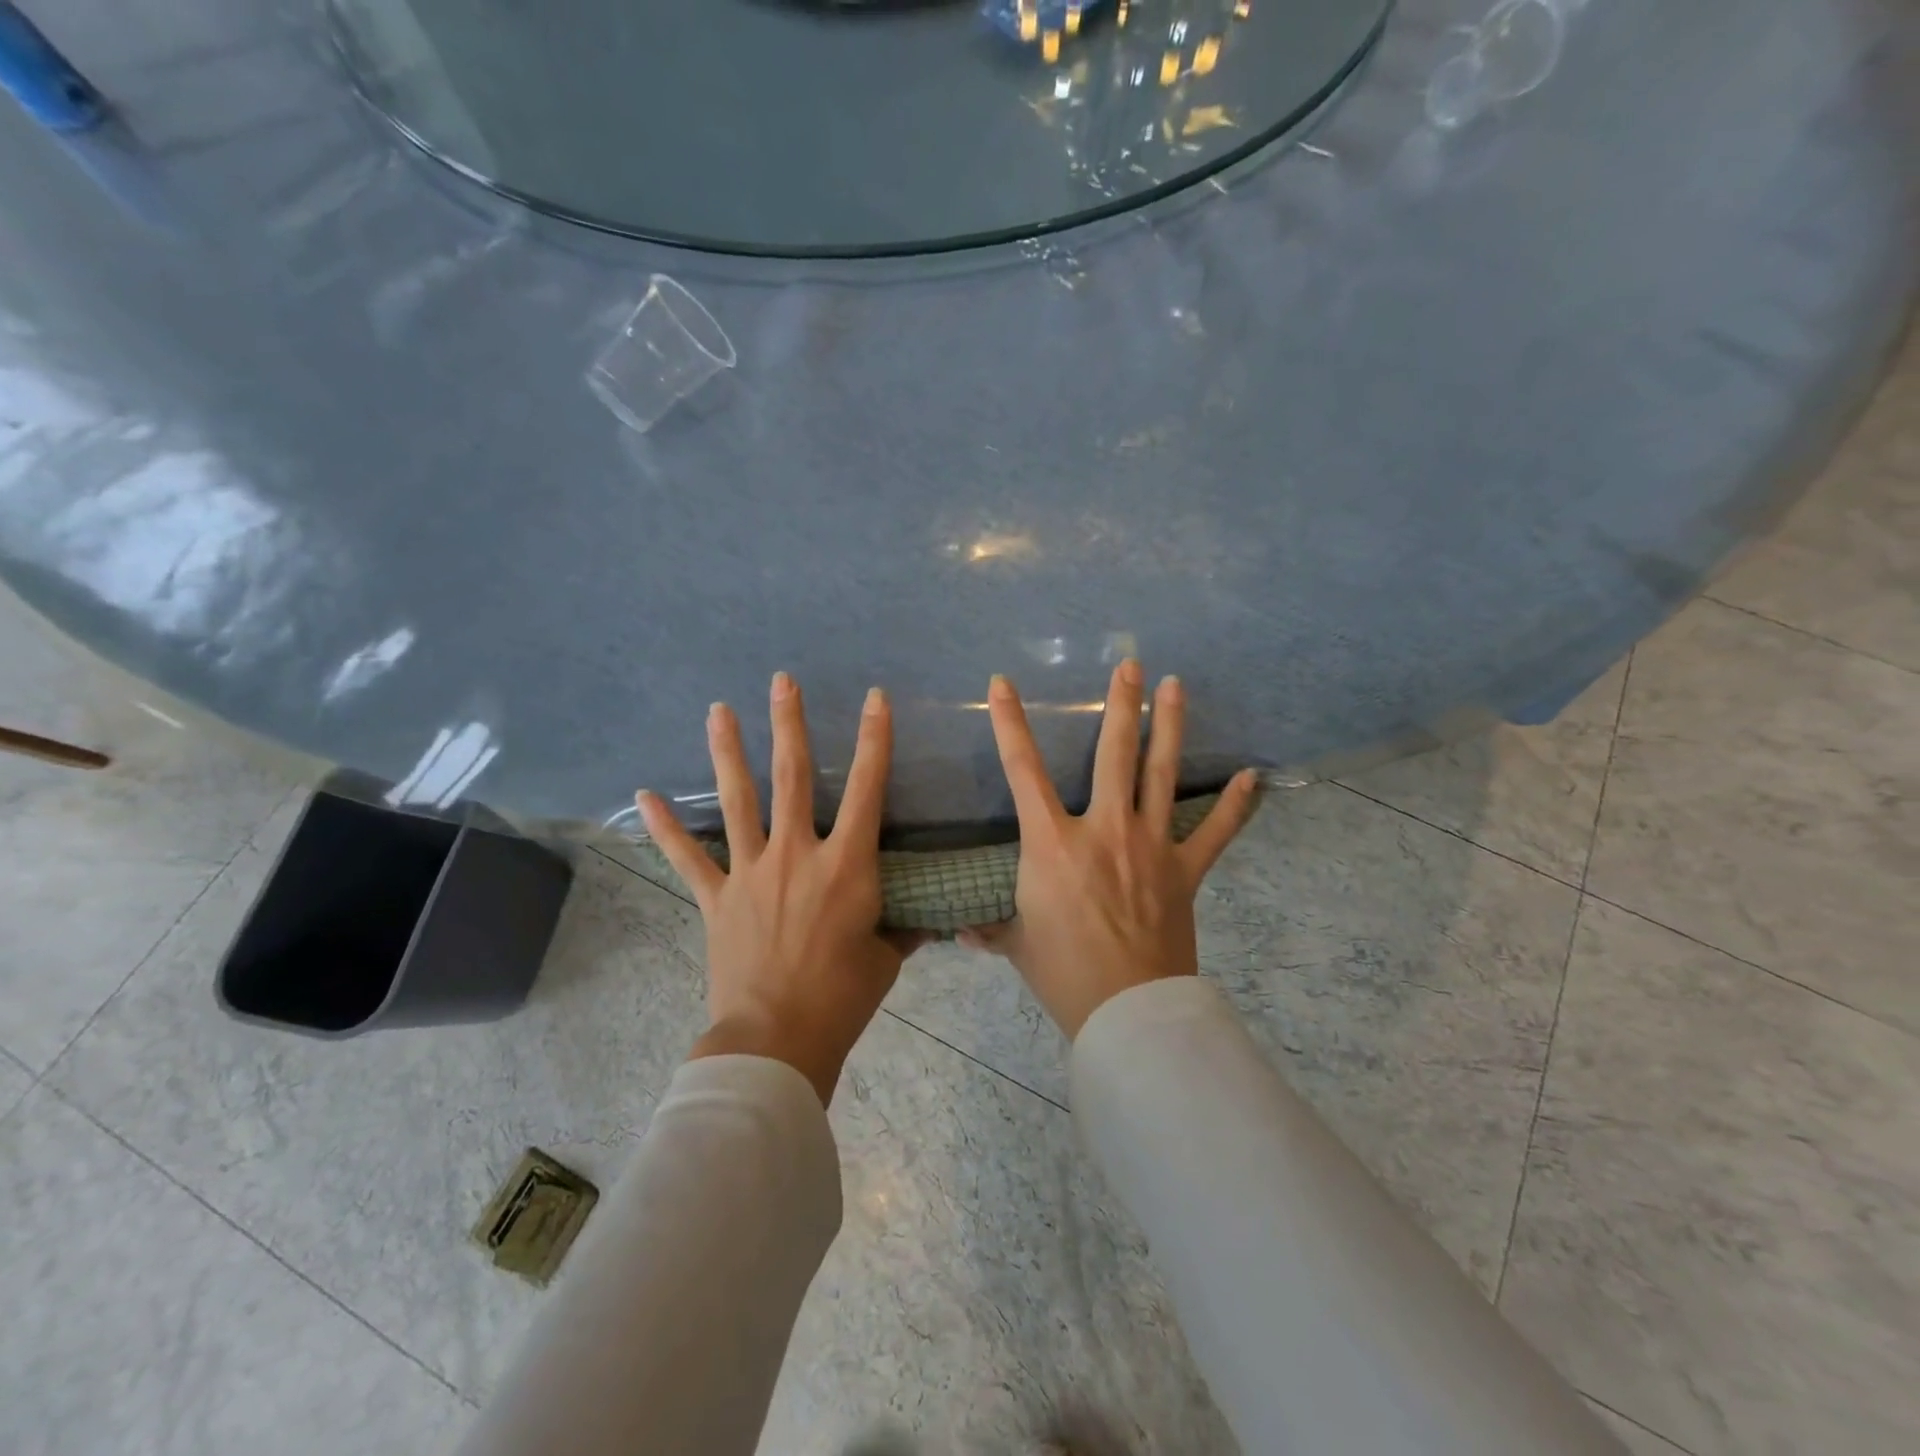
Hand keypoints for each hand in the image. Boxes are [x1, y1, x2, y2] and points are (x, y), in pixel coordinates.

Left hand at [637, 674, 922, 1105]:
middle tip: (781, 681)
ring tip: (718, 709)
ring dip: (728, 751)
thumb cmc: (842, 997)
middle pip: (794, 776)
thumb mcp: (887, 958)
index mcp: (847, 865)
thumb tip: (924, 919)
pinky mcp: (717, 898)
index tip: (874, 698)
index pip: (869, 788)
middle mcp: (797, 854)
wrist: (776, 1040)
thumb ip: (904, 928)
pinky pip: (687, 858)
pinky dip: (665, 828)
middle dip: (789, 724)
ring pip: (738, 800)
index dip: (874, 739)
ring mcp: (751, 872)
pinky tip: (643, 795)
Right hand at [961, 661, 1259, 1039]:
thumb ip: (989, 930)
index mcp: (1052, 843)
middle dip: (1120, 705)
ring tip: (1175, 685)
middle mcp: (1103, 830)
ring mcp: (1150, 846)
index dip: (1009, 723)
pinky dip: (1234, 805)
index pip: (1022, 770)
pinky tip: (1251, 777)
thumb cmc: (1062, 973)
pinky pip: (1215, 832)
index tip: (1002, 683)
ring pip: (1161, 774)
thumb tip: (961, 933)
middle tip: (1130, 664)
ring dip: (1168, 726)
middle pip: (1112, 754)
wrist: (1128, 1010)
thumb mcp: (1016, 946)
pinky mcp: (1185, 870)